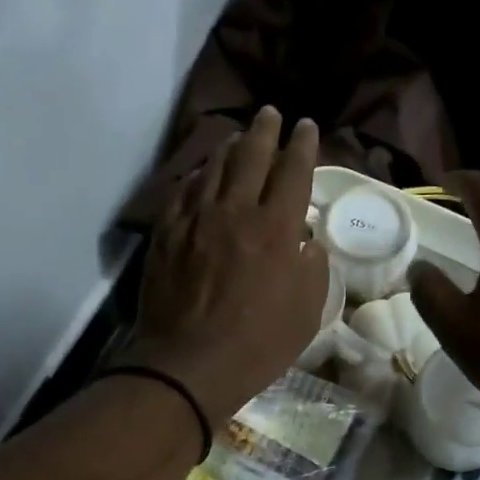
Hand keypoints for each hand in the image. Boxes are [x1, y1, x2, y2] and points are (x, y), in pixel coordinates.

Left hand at [118, 106, 328, 427]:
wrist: (188, 365)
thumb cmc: (258, 345)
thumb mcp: (307, 312)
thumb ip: (312, 267)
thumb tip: (306, 241)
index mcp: (276, 228)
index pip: (294, 170)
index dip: (303, 144)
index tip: (306, 127)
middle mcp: (235, 211)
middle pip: (251, 155)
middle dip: (265, 129)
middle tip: (271, 114)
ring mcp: (195, 219)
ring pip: (214, 166)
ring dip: (231, 146)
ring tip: (239, 137)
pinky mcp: (166, 233)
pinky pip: (183, 191)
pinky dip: (198, 176)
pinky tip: (202, 174)